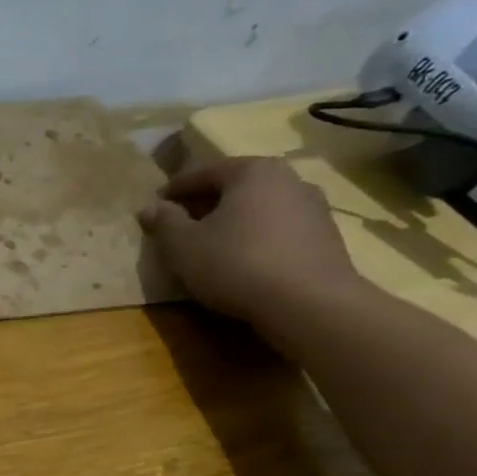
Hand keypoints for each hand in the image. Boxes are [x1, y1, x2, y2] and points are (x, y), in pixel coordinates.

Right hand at [137, 157, 365, 336]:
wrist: (309, 304)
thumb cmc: (236, 263)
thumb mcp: (183, 244)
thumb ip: (164, 222)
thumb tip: (149, 207)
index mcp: (252, 171)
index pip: (203, 173)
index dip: (174, 190)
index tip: (156, 207)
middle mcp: (288, 179)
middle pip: (235, 187)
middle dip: (205, 204)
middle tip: (181, 225)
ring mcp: (314, 208)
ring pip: (259, 208)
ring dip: (234, 221)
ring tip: (212, 244)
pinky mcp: (327, 238)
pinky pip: (279, 229)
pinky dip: (257, 238)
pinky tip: (243, 260)